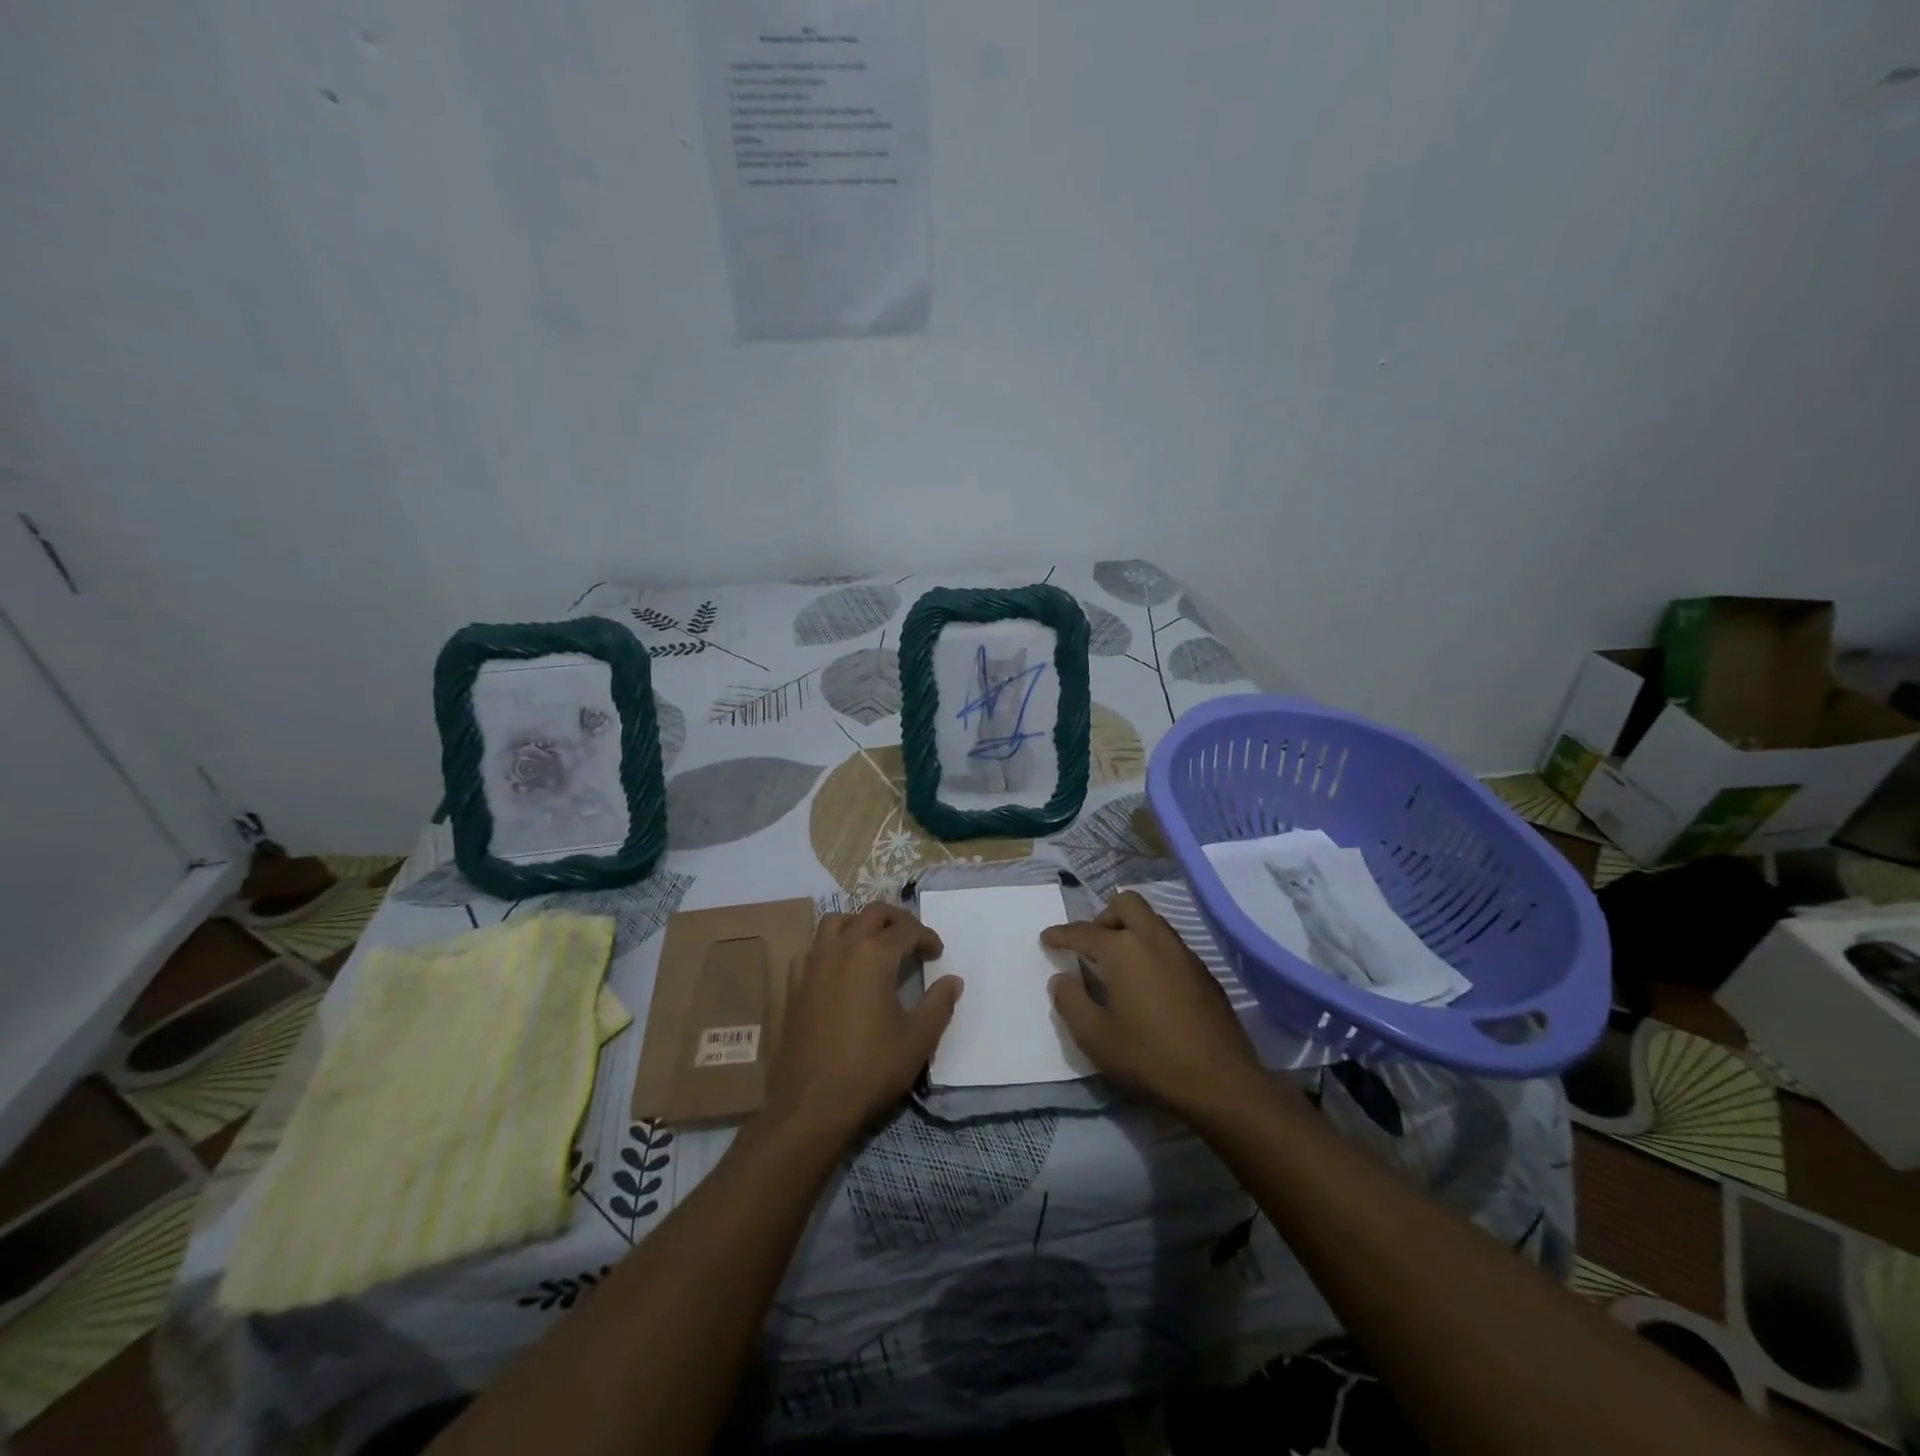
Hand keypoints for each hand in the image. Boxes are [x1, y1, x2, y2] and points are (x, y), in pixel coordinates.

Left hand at [767, 904, 958, 1139]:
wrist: (811, 1104)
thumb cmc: (871, 1069)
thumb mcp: (918, 1040)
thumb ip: (939, 1004)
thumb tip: (952, 980)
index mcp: (875, 955)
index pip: (907, 929)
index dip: (927, 937)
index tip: (937, 954)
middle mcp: (843, 947)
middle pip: (872, 914)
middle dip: (897, 920)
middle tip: (912, 939)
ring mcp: (813, 963)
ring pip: (836, 921)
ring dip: (859, 923)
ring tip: (874, 943)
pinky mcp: (794, 984)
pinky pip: (812, 949)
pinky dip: (829, 947)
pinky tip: (838, 968)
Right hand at [1042, 891, 1267, 1115]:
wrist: (1221, 1083)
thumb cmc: (1149, 1058)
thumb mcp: (1095, 1037)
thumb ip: (1070, 1002)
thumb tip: (1062, 979)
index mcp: (1123, 950)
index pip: (1083, 932)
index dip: (1061, 934)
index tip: (1047, 938)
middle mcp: (1154, 940)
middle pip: (1126, 904)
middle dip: (1103, 916)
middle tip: (1091, 946)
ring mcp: (1184, 954)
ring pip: (1152, 921)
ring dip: (1130, 930)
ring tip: (1117, 965)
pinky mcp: (1204, 973)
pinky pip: (1170, 944)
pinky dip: (1151, 950)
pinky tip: (1148, 984)